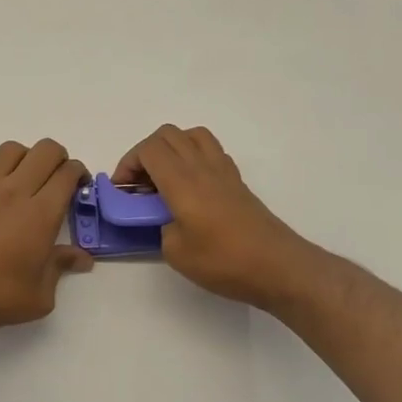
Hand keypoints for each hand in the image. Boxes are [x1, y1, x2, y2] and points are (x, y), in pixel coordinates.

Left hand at [0, 139, 93, 339]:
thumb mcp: (39, 295)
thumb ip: (61, 267)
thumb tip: (82, 258)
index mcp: (41, 213)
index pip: (67, 173)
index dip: (78, 173)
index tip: (78, 185)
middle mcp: (15, 190)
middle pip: (45, 150)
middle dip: (58, 158)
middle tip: (56, 179)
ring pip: (12, 150)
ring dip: (25, 159)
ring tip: (24, 180)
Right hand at [114, 124, 327, 312]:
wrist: (278, 266)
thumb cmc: (224, 260)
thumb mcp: (176, 252)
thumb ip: (161, 227)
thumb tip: (165, 218)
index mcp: (181, 180)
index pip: (148, 149)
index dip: (128, 164)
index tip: (123, 191)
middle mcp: (201, 166)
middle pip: (167, 135)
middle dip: (145, 154)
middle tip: (140, 185)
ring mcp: (223, 170)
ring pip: (191, 136)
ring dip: (171, 149)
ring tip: (165, 179)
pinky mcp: (237, 181)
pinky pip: (210, 151)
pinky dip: (193, 157)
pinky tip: (191, 187)